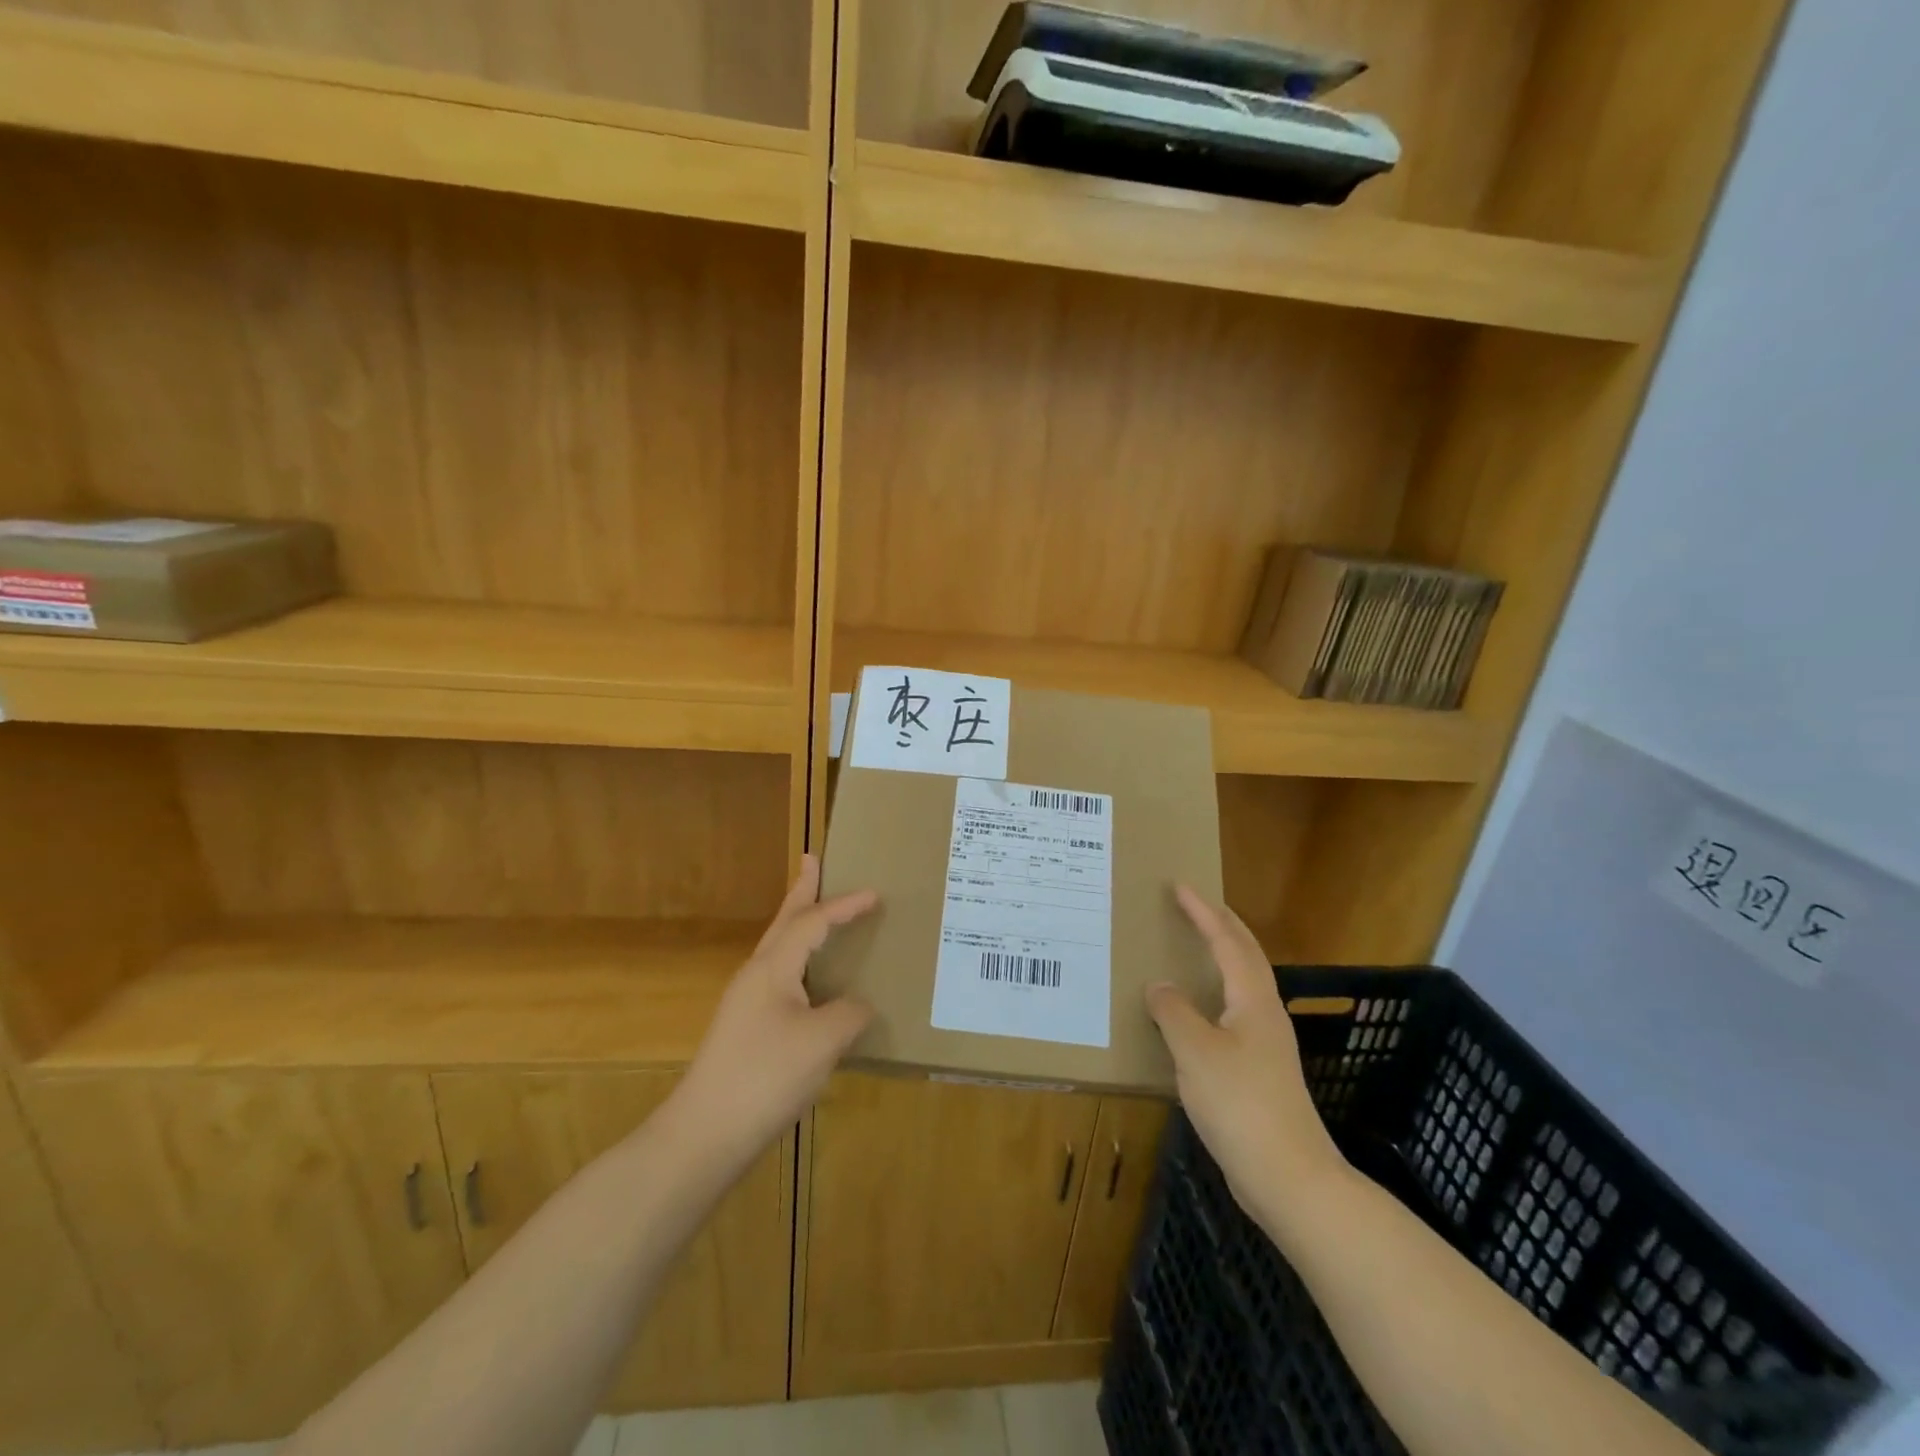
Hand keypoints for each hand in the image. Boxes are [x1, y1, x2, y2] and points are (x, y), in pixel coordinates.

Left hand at [671, 855, 876, 1167]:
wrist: (704, 1134)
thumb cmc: (765, 1076)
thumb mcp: (822, 1041)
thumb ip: (850, 1013)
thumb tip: (858, 1006)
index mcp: (772, 967)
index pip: (813, 923)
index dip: (844, 906)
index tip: (874, 893)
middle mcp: (756, 976)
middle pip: (784, 922)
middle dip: (801, 891)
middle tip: (811, 861)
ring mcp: (747, 1004)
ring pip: (780, 951)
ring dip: (799, 925)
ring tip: (816, 911)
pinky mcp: (747, 1030)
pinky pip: (781, 978)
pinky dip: (800, 962)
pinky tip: (811, 982)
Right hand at [1147, 886, 1341, 1224]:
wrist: (1289, 1177)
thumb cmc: (1241, 1104)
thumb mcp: (1195, 1052)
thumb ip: (1173, 1012)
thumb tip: (1160, 986)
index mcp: (1253, 1000)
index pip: (1228, 941)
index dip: (1203, 912)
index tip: (1181, 886)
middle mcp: (1265, 1014)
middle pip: (1246, 956)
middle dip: (1221, 925)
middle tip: (1194, 905)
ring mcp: (1266, 1044)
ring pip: (1243, 984)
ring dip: (1222, 957)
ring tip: (1193, 948)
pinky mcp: (1260, 1071)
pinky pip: (1233, 1012)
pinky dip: (1215, 994)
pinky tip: (1195, 1013)